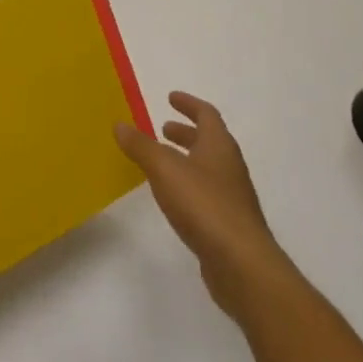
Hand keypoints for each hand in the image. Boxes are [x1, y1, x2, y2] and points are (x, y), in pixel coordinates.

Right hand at [115, 92, 290, 316]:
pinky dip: (188, 185)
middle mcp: (229, 166)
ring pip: (207, 168)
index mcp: (219, 146)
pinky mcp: (228, 224)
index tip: (170, 97)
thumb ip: (142, 146)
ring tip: (161, 162)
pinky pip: (206, 193)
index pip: (206, 114)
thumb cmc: (204, 205)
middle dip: (186, 132)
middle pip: (209, 141)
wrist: (242, 265)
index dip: (188, 104)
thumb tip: (120, 124)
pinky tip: (173, 198)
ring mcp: (232, 197)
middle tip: (163, 128)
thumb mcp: (165, 169)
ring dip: (186, 159)